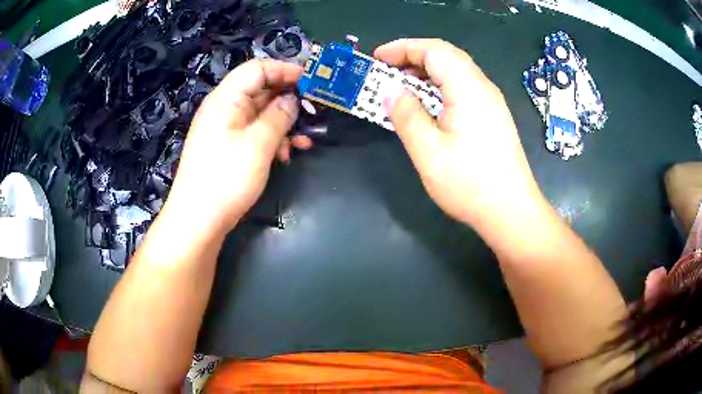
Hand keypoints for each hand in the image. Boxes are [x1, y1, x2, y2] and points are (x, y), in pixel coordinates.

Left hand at [163, 59, 311, 233]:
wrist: (198, 221)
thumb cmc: (225, 178)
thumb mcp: (258, 144)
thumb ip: (279, 115)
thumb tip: (294, 99)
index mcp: (226, 99)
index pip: (258, 69)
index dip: (286, 70)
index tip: (313, 81)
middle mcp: (225, 109)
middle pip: (261, 91)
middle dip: (289, 100)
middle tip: (316, 111)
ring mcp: (227, 130)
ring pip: (261, 115)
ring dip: (285, 124)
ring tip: (304, 140)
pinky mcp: (230, 148)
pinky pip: (255, 134)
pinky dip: (273, 139)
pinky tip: (286, 154)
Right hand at [375, 39, 543, 227]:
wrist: (511, 211)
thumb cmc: (470, 184)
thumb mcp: (429, 152)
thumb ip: (407, 116)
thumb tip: (390, 91)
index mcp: (468, 89)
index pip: (433, 50)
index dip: (402, 48)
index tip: (378, 58)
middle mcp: (483, 87)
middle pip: (446, 55)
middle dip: (413, 56)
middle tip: (387, 71)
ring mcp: (491, 101)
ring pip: (456, 71)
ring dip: (427, 71)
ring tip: (402, 86)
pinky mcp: (493, 116)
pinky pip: (463, 88)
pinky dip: (440, 86)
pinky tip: (428, 105)